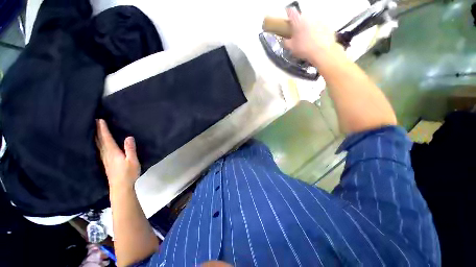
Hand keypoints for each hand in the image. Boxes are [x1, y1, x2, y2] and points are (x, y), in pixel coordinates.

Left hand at [96, 119, 139, 190]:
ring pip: (98, 145)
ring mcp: (105, 159)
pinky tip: (98, 144)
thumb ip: (130, 149)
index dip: (103, 129)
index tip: (99, 120)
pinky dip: (98, 144)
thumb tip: (129, 137)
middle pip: (100, 140)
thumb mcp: (132, 161)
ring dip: (96, 137)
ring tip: (95, 130)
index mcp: (113, 152)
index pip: (106, 138)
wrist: (120, 187)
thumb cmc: (128, 173)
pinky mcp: (106, 163)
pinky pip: (100, 150)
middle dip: (97, 131)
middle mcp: (106, 154)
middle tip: (94, 122)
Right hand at [283, 8, 340, 61]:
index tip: (287, 15)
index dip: (288, 12)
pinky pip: (319, 26)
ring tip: (308, 37)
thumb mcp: (291, 47)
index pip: (291, 11)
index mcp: (298, 21)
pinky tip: (316, 39)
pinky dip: (317, 30)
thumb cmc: (304, 48)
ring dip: (308, 26)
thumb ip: (286, 42)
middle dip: (299, 23)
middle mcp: (308, 17)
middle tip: (298, 33)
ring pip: (311, 21)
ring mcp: (318, 19)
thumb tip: (284, 39)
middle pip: (302, 17)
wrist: (322, 51)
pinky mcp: (326, 24)